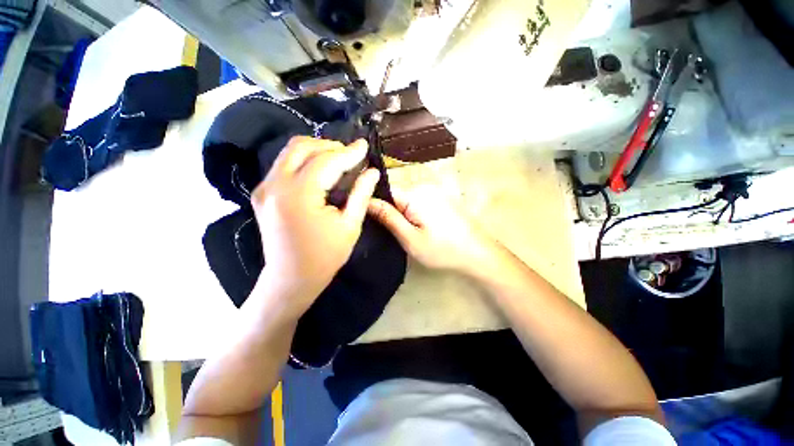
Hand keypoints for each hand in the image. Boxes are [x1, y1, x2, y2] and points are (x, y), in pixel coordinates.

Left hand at [251, 136, 379, 313]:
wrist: (290, 279)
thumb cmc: (325, 257)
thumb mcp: (349, 226)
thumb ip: (361, 194)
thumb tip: (372, 171)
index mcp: (299, 195)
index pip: (326, 161)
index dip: (348, 152)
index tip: (364, 145)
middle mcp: (275, 185)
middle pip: (302, 147)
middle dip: (330, 146)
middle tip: (351, 156)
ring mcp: (264, 188)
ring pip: (290, 152)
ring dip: (316, 150)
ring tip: (338, 160)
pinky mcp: (263, 193)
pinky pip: (284, 164)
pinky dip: (304, 160)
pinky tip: (320, 170)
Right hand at [368, 187, 497, 273]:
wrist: (478, 253)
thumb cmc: (443, 249)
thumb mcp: (410, 238)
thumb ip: (388, 217)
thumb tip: (366, 201)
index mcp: (415, 194)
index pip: (385, 191)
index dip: (374, 204)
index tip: (370, 221)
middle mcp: (424, 187)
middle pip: (396, 195)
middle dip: (390, 211)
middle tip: (391, 232)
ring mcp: (435, 192)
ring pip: (407, 199)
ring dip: (402, 213)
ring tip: (405, 232)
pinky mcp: (441, 199)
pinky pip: (418, 201)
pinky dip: (413, 213)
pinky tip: (419, 228)